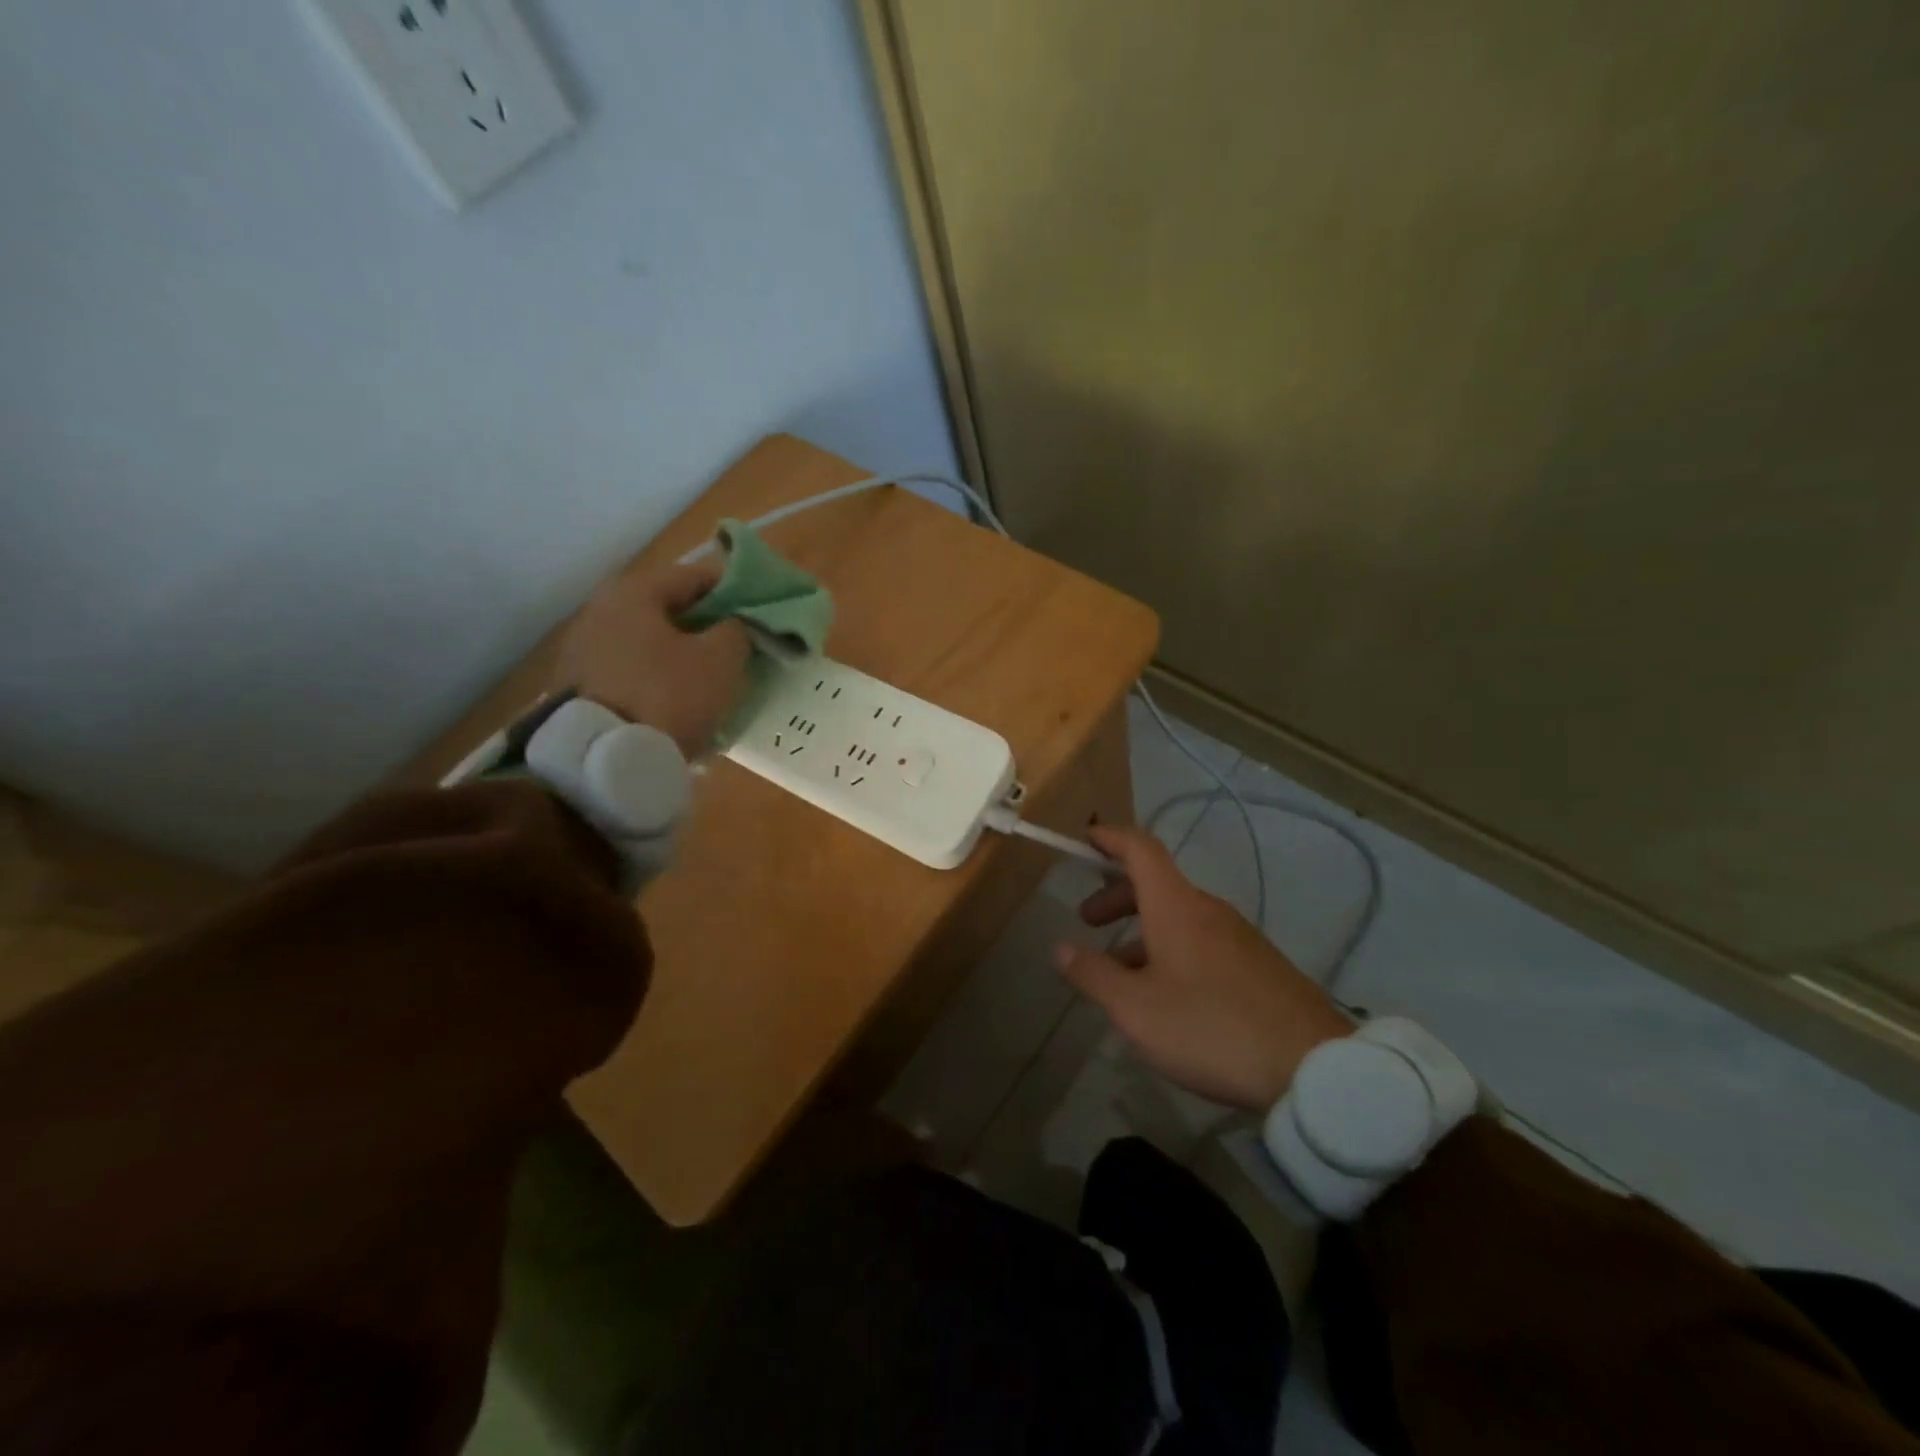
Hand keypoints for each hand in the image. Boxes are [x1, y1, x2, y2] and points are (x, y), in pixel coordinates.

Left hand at [555, 562, 750, 757]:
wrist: (607, 761)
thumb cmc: (668, 695)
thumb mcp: (720, 659)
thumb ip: (737, 630)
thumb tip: (736, 624)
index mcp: (633, 593)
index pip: (694, 575)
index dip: (734, 587)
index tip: (761, 604)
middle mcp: (601, 611)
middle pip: (669, 608)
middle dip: (708, 623)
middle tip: (741, 641)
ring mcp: (585, 650)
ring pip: (651, 641)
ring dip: (684, 652)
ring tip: (716, 674)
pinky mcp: (580, 687)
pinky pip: (635, 671)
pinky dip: (661, 676)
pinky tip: (684, 697)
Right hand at [1055, 825, 1352, 1111]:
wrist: (1314, 1067)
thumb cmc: (1210, 1028)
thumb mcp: (1136, 1009)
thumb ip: (1093, 975)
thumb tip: (1061, 948)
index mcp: (1176, 907)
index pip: (1140, 849)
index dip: (1110, 837)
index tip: (1085, 837)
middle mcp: (1208, 910)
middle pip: (1156, 883)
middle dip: (1117, 895)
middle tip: (1088, 920)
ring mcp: (1239, 937)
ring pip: (1179, 917)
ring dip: (1142, 930)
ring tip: (1119, 971)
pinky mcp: (1258, 965)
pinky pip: (1202, 941)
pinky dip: (1171, 949)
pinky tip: (1166, 994)